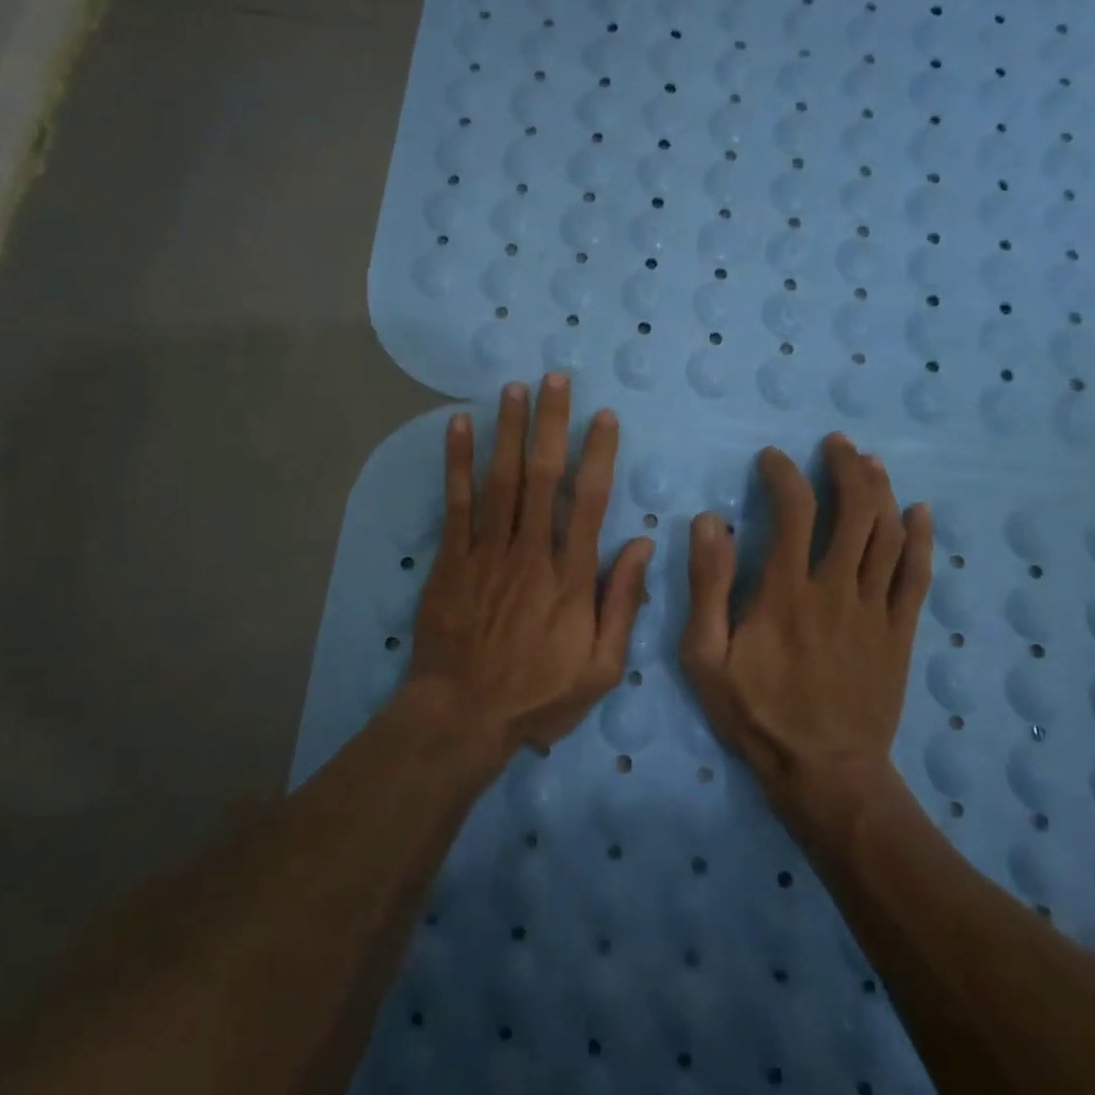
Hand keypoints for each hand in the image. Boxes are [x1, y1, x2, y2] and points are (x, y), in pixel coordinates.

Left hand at [404, 374, 653, 759]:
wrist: (462, 716)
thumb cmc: (537, 695)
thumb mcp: (600, 667)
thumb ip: (622, 603)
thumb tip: (642, 545)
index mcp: (571, 578)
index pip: (589, 502)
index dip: (598, 454)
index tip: (604, 417)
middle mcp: (530, 553)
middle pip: (542, 476)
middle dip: (550, 423)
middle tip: (554, 379)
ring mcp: (487, 553)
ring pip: (500, 480)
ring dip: (508, 430)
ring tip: (514, 388)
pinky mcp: (451, 560)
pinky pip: (456, 503)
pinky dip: (457, 462)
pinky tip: (459, 425)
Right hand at [680, 434, 932, 809]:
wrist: (824, 773)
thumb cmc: (757, 714)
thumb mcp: (706, 657)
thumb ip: (707, 587)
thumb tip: (709, 521)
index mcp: (786, 591)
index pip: (793, 510)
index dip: (784, 474)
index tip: (772, 458)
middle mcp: (836, 588)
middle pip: (854, 511)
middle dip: (846, 467)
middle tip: (835, 444)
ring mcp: (874, 610)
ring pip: (888, 535)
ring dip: (881, 491)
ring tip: (870, 462)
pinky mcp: (899, 633)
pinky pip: (917, 576)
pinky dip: (921, 539)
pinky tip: (918, 512)